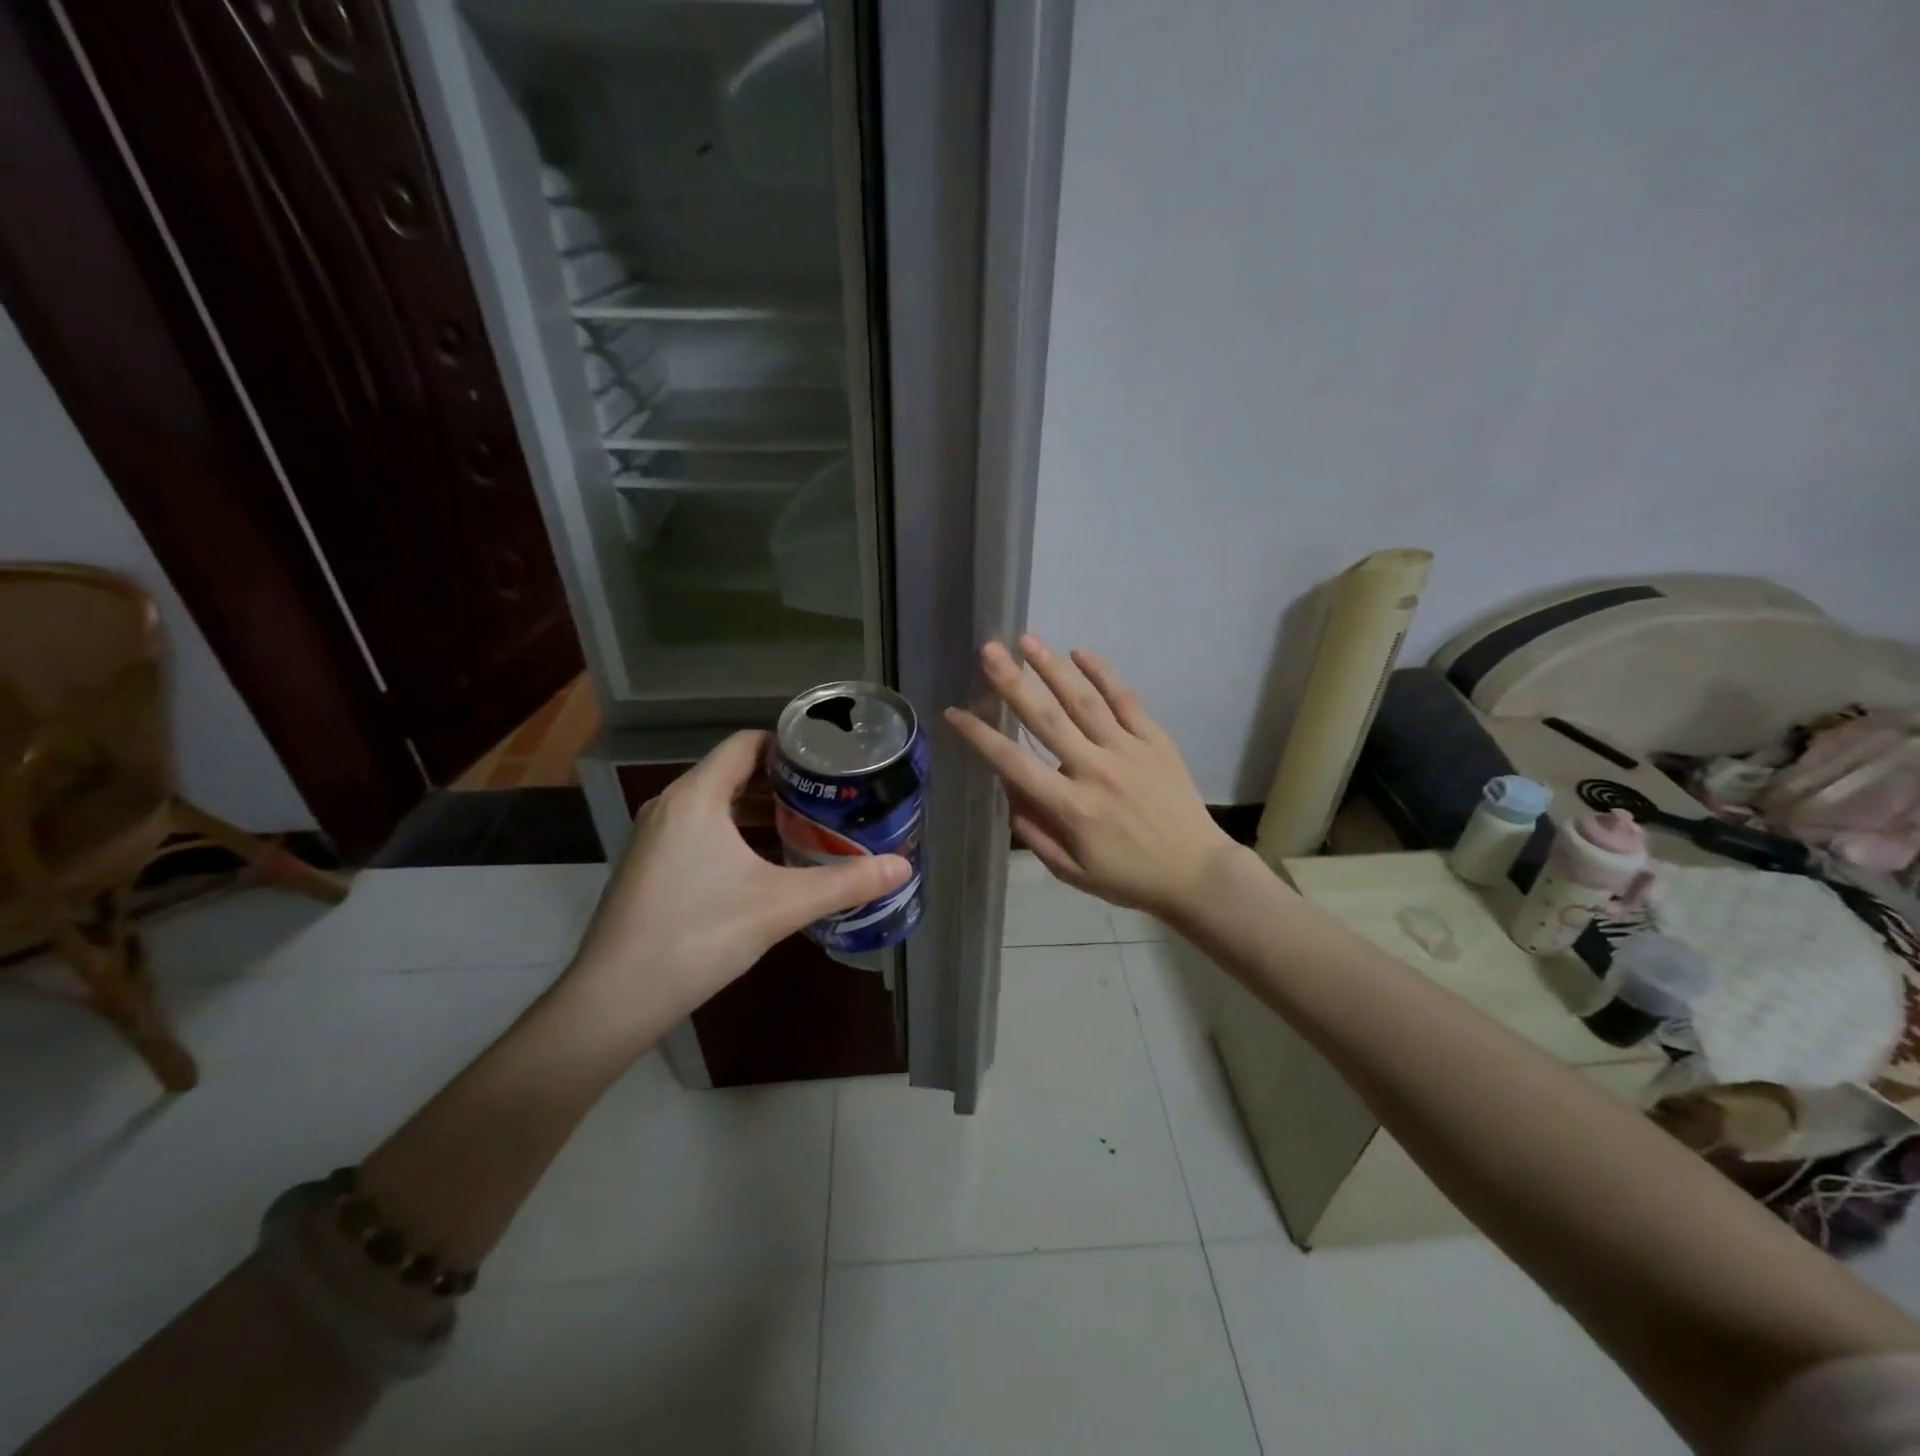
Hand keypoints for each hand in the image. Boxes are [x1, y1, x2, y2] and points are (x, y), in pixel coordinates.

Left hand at [567, 731, 909, 1029]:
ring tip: (809, 825)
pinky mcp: (651, 866)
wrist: (615, 998)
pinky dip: (737, 835)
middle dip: (783, 782)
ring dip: (760, 811)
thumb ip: (844, 883)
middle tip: (831, 795)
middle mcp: (672, 806)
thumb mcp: (780, 905)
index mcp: (697, 797)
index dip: (789, 745)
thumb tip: (903, 867)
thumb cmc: (698, 935)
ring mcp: (656, 837)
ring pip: (717, 806)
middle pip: (734, 773)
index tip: (829, 761)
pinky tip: (768, 863)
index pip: (746, 744)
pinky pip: (701, 831)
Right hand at [945, 635, 1238, 920]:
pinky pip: (1126, 700)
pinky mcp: (1155, 740)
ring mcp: (1128, 750)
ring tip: (1026, 641)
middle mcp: (1094, 770)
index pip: (1014, 763)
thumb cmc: (1128, 877)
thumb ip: (1034, 832)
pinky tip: (1081, 653)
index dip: (980, 736)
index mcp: (1070, 807)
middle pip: (1046, 719)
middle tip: (988, 651)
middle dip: (1013, 683)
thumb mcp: (1071, 871)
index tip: (954, 711)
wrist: (1196, 873)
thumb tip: (1007, 790)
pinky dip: (1103, 675)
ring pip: (1084, 701)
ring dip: (1052, 668)